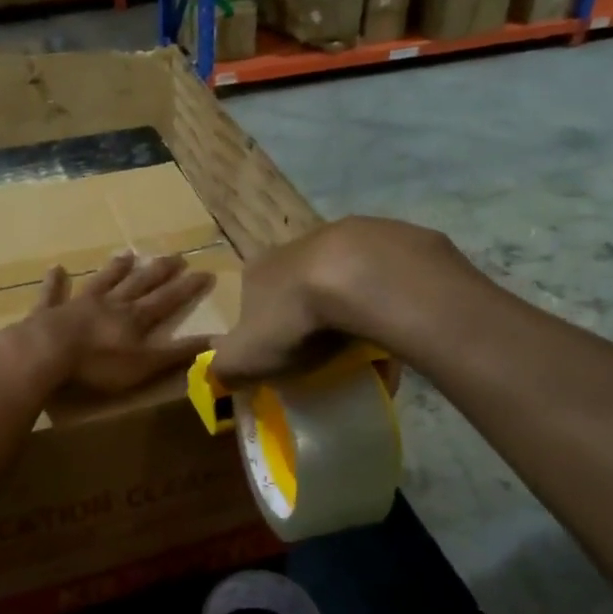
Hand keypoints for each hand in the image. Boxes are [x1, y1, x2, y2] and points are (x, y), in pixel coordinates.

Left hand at [30, 252, 214, 393]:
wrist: (47, 352)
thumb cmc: (98, 364)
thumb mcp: (145, 365)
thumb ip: (176, 354)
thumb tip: (216, 341)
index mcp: (134, 318)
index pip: (167, 300)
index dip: (187, 288)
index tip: (205, 272)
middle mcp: (110, 304)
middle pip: (138, 284)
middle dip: (159, 271)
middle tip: (175, 256)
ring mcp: (78, 304)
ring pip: (102, 282)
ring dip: (115, 269)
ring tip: (127, 254)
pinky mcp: (49, 312)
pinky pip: (53, 294)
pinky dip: (55, 282)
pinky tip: (56, 269)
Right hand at [213, 217, 476, 385]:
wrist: (362, 277)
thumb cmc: (295, 319)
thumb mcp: (245, 357)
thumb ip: (225, 368)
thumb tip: (218, 375)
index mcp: (258, 271)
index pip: (251, 299)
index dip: (263, 329)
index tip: (280, 357)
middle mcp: (295, 246)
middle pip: (296, 287)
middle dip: (308, 317)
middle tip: (323, 352)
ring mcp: (343, 238)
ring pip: (340, 280)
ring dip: (347, 307)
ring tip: (363, 342)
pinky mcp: (387, 240)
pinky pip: (381, 280)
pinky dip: (384, 302)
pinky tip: (394, 328)